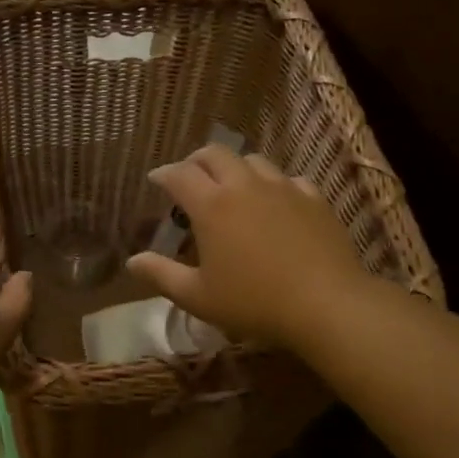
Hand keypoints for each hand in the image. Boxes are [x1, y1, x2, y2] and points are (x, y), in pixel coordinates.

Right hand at [126, 145, 368, 349]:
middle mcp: (244, 185)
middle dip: (196, 161)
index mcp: (211, 206)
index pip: (179, 174)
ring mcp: (282, 187)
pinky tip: (274, 202)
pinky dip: (271, 184)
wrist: (325, 303)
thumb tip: (133, 261)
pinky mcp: (313, 197)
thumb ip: (162, 275)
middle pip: (215, 154)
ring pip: (252, 160)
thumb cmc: (253, 302)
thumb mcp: (198, 297)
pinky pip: (286, 178)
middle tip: (190, 178)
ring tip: (232, 188)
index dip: (163, 174)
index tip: (156, 181)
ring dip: (234, 168)